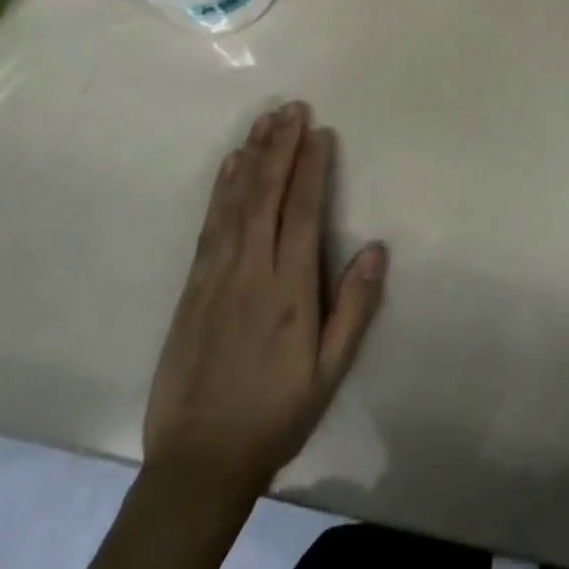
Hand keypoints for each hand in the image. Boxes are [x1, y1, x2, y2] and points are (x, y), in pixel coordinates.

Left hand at [142, 102, 387, 500]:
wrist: (197, 462)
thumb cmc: (275, 415)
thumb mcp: (328, 372)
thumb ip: (354, 308)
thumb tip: (376, 248)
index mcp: (288, 288)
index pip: (302, 211)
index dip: (311, 168)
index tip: (320, 131)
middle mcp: (251, 269)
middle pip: (267, 194)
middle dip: (281, 146)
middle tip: (292, 106)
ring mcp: (217, 274)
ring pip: (236, 201)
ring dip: (252, 155)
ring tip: (265, 119)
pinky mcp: (193, 285)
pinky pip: (210, 224)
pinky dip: (221, 188)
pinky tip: (230, 164)